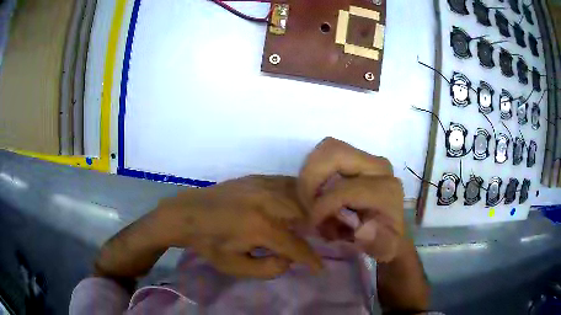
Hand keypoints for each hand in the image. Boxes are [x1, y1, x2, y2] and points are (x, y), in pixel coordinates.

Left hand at [153, 175, 322, 278]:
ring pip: (300, 196)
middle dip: (318, 230)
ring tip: (316, 222)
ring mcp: (263, 186)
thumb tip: (289, 258)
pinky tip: (301, 202)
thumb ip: (268, 268)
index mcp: (261, 228)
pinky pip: (287, 183)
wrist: (189, 214)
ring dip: (311, 210)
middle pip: (305, 216)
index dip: (311, 259)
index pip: (296, 246)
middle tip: (324, 239)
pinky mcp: (258, 178)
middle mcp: (267, 203)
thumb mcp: (235, 267)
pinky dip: (299, 194)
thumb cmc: (211, 243)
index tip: (319, 267)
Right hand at [298, 137, 404, 261]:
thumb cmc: (384, 240)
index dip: (322, 206)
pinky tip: (318, 194)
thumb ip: (379, 243)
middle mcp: (378, 166)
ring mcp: (367, 158)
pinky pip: (326, 155)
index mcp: (386, 189)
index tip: (312, 223)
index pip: (344, 189)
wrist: (389, 227)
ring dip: (311, 175)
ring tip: (312, 199)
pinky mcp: (357, 157)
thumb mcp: (385, 249)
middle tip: (307, 204)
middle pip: (333, 154)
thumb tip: (363, 230)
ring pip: (326, 150)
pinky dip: (315, 172)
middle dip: (311, 180)